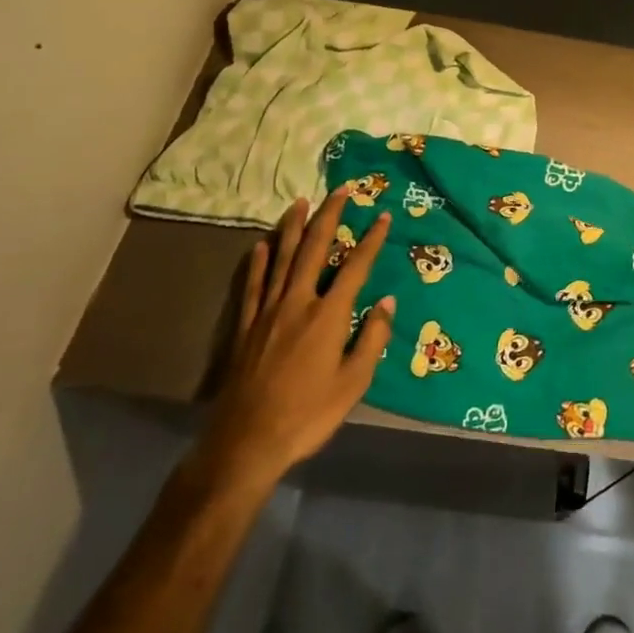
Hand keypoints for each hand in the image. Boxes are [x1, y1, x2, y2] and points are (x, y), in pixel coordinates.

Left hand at [182, 192, 394, 502]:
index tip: (383, 216)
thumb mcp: (353, 383)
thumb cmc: (308, 415)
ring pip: (281, 258)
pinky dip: (257, 262)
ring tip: (300, 202)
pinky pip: (252, 285)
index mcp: (328, 315)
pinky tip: (260, 245)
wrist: (246, 443)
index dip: (372, 240)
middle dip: (329, 216)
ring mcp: (267, 312)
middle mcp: (298, 302)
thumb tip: (388, 302)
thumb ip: (372, 338)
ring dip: (292, 227)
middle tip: (340, 190)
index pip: (355, 267)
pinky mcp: (245, 327)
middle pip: (314, 249)